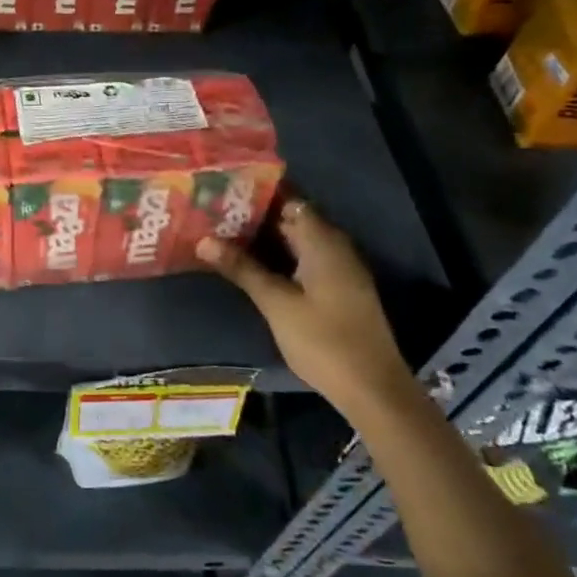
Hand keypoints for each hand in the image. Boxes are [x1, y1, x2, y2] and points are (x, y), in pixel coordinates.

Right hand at [195, 198, 409, 408]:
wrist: (372, 389)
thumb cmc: (323, 340)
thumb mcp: (276, 303)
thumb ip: (242, 268)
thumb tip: (204, 240)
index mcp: (323, 242)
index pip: (288, 199)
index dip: (256, 191)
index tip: (222, 188)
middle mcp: (334, 247)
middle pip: (291, 218)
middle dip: (254, 214)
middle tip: (212, 211)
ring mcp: (338, 268)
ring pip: (296, 240)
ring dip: (264, 236)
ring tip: (221, 231)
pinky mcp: (337, 288)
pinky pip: (303, 258)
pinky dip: (277, 255)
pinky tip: (250, 263)